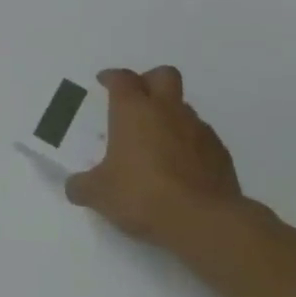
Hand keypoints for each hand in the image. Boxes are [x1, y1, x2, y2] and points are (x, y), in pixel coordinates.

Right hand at [65, 67, 243, 244]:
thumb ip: (82, 185)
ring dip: (169, 116)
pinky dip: (188, 144)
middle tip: (137, 98)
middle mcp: (167, 111)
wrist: (203, 220)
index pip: (122, 79)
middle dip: (149, 80)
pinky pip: (201, 137)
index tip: (104, 81)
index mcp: (133, 111)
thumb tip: (75, 187)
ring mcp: (199, 130)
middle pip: (164, 75)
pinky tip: (178, 167)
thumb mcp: (98, 193)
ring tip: (155, 142)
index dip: (112, 77)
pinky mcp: (220, 153)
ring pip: (183, 108)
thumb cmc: (141, 194)